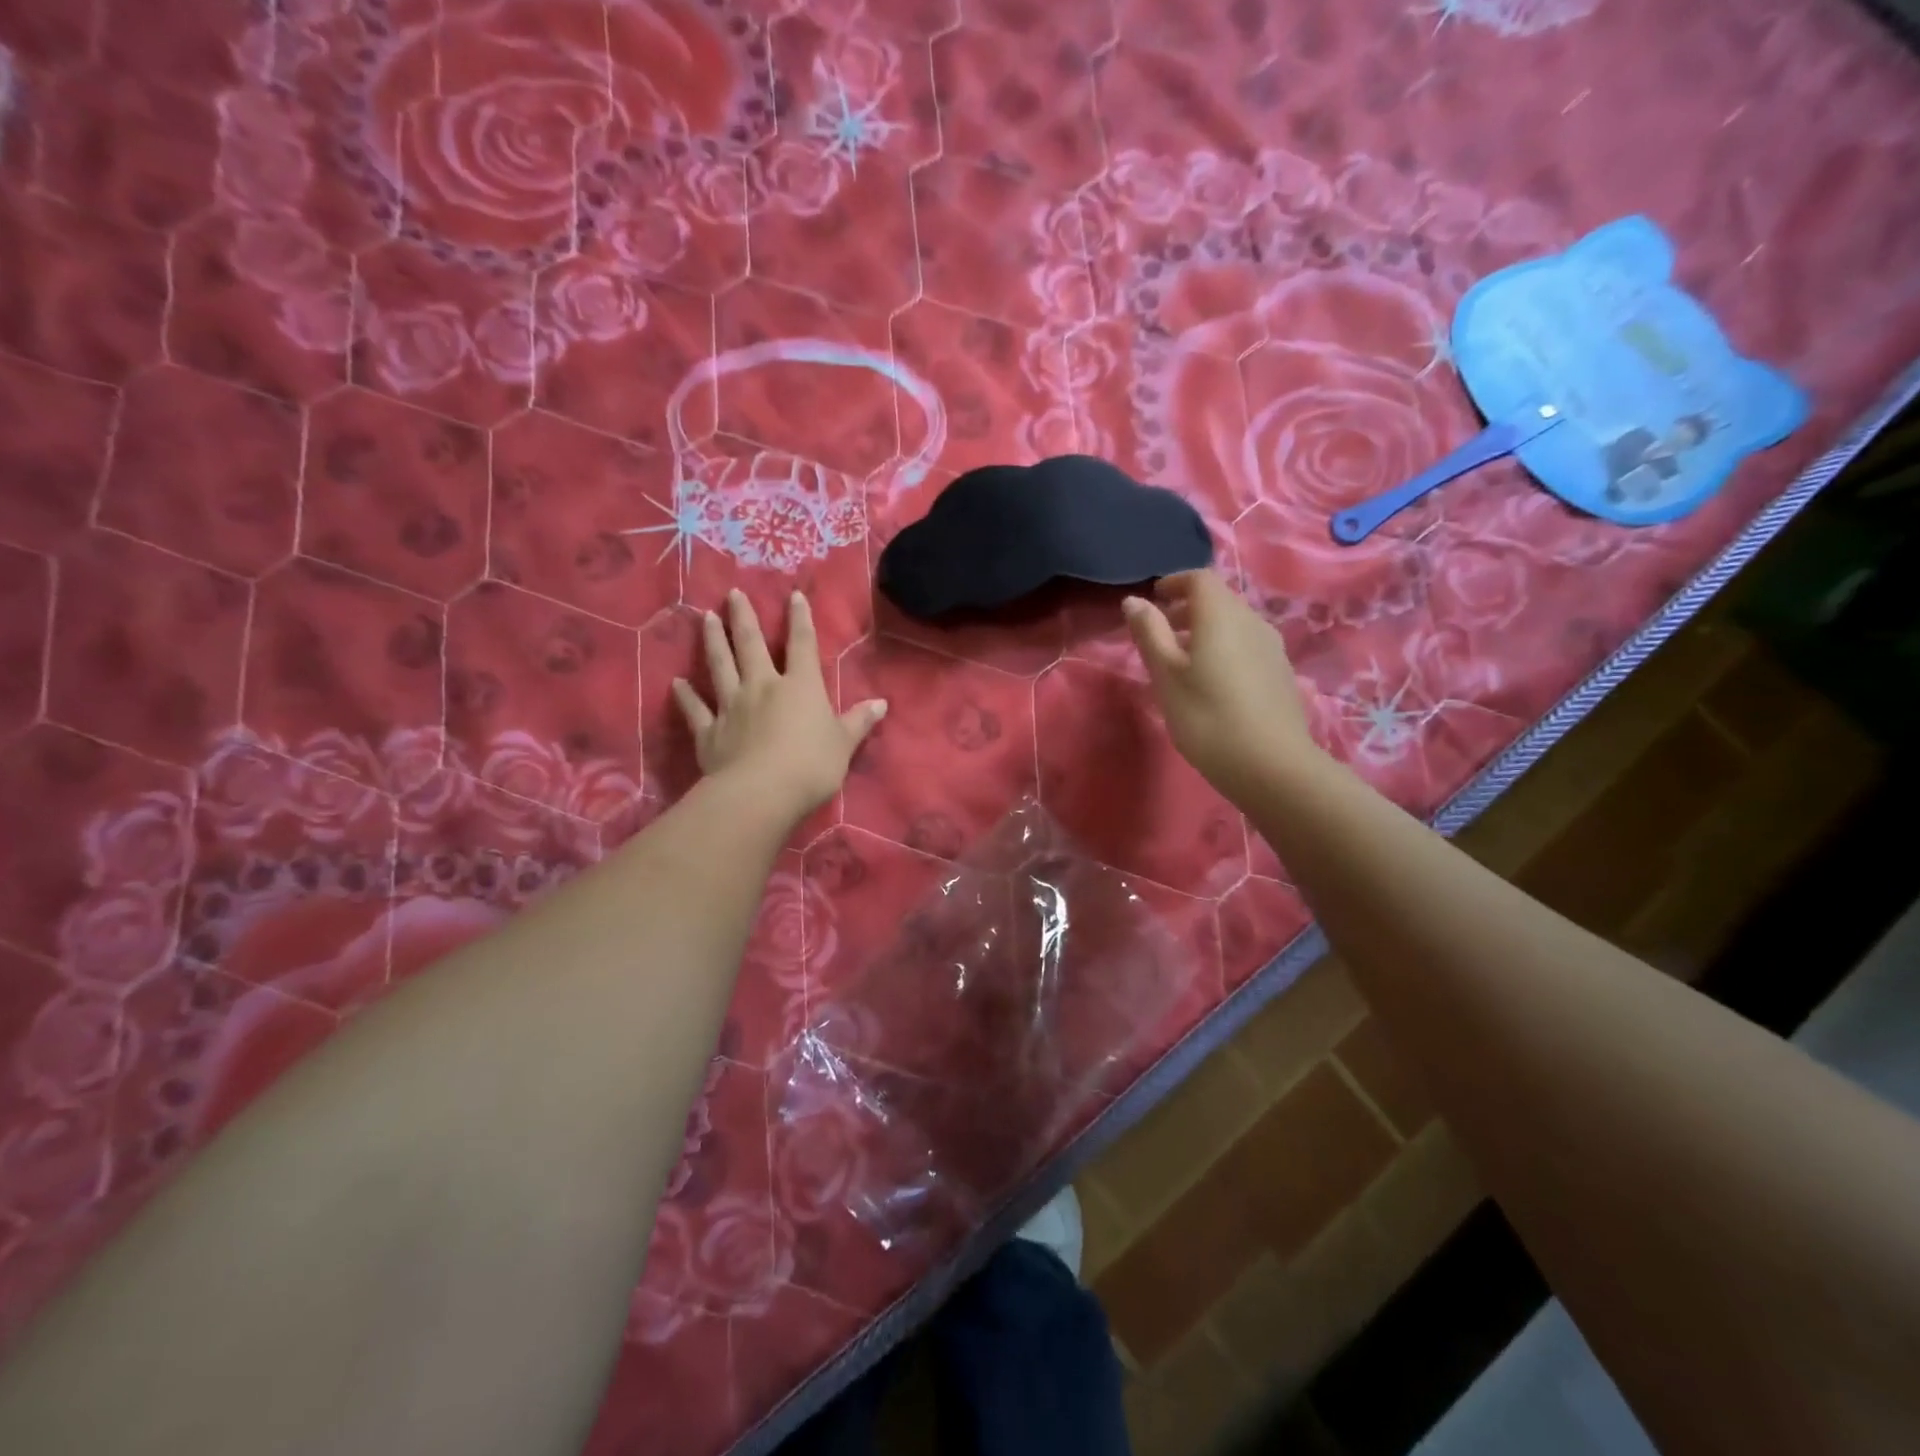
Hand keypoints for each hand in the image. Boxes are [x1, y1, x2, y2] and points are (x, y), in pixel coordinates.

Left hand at [672, 590, 887, 823]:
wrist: (761, 793)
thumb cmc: (811, 765)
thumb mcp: (844, 744)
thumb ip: (858, 722)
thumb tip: (881, 703)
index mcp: (800, 687)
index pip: (802, 645)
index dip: (800, 619)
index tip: (793, 596)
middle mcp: (762, 687)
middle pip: (751, 646)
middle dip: (744, 618)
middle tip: (732, 594)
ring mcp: (732, 707)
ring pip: (720, 667)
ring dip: (714, 642)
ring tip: (705, 619)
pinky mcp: (709, 732)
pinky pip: (695, 710)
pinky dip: (685, 696)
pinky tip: (676, 683)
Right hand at [1123, 570, 1320, 799]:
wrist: (1272, 766)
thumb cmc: (1207, 717)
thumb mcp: (1166, 676)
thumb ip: (1149, 634)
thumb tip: (1134, 600)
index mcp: (1222, 616)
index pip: (1200, 579)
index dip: (1175, 582)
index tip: (1154, 599)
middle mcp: (1252, 622)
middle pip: (1219, 600)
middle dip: (1188, 608)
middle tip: (1161, 632)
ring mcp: (1272, 648)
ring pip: (1234, 624)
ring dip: (1206, 630)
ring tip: (1182, 660)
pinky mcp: (1281, 674)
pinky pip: (1247, 646)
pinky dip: (1224, 649)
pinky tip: (1212, 682)